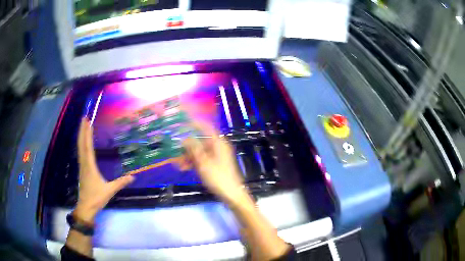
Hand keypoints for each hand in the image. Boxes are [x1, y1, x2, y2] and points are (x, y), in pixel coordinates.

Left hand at [74, 118, 133, 221]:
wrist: (86, 207)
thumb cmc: (96, 198)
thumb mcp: (110, 190)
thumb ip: (120, 182)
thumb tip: (133, 177)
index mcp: (89, 166)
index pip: (88, 146)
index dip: (87, 133)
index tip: (88, 121)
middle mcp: (84, 163)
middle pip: (81, 144)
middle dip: (82, 130)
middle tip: (84, 117)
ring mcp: (82, 166)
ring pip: (80, 148)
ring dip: (81, 136)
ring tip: (83, 126)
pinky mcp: (82, 170)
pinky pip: (81, 153)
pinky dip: (81, 144)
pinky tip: (83, 143)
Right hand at [183, 122, 244, 204]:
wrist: (231, 194)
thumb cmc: (218, 177)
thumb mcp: (203, 163)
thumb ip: (194, 149)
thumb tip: (185, 138)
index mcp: (218, 143)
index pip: (206, 128)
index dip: (195, 124)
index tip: (183, 122)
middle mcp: (218, 147)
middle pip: (200, 141)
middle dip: (187, 146)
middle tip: (175, 151)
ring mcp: (216, 156)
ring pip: (199, 151)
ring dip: (188, 156)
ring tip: (178, 164)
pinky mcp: (215, 164)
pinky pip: (202, 159)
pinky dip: (194, 162)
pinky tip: (184, 168)